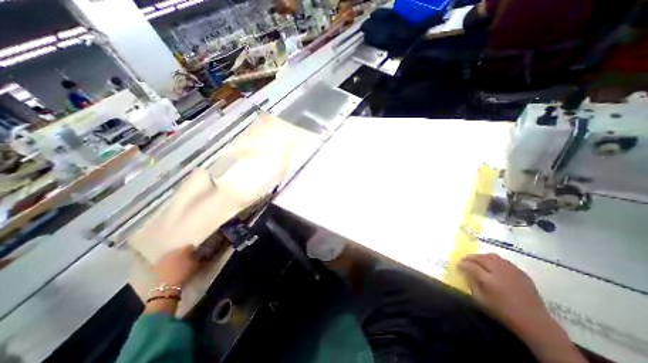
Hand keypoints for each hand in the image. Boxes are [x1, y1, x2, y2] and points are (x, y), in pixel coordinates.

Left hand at [152, 245, 200, 287]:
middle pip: (180, 250)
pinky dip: (168, 263)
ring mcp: (164, 258)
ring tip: (178, 264)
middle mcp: (173, 251)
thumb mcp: (196, 265)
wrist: (168, 286)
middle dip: (183, 253)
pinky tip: (170, 268)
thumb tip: (201, 254)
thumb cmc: (185, 274)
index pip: (190, 246)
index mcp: (184, 250)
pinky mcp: (157, 265)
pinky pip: (164, 261)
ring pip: (172, 255)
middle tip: (187, 260)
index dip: (193, 250)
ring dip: (176, 258)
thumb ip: (199, 257)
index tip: (195, 255)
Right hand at [455, 253, 550, 335]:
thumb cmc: (504, 313)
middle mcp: (500, 271)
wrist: (535, 323)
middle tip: (465, 260)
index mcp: (489, 280)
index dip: (462, 264)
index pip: (471, 266)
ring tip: (477, 261)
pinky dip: (494, 260)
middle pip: (481, 258)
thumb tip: (467, 273)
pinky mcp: (520, 272)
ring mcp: (512, 271)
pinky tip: (492, 266)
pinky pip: (503, 261)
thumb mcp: (481, 300)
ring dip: (482, 257)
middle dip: (470, 257)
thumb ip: (472, 284)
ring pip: (492, 256)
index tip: (458, 265)